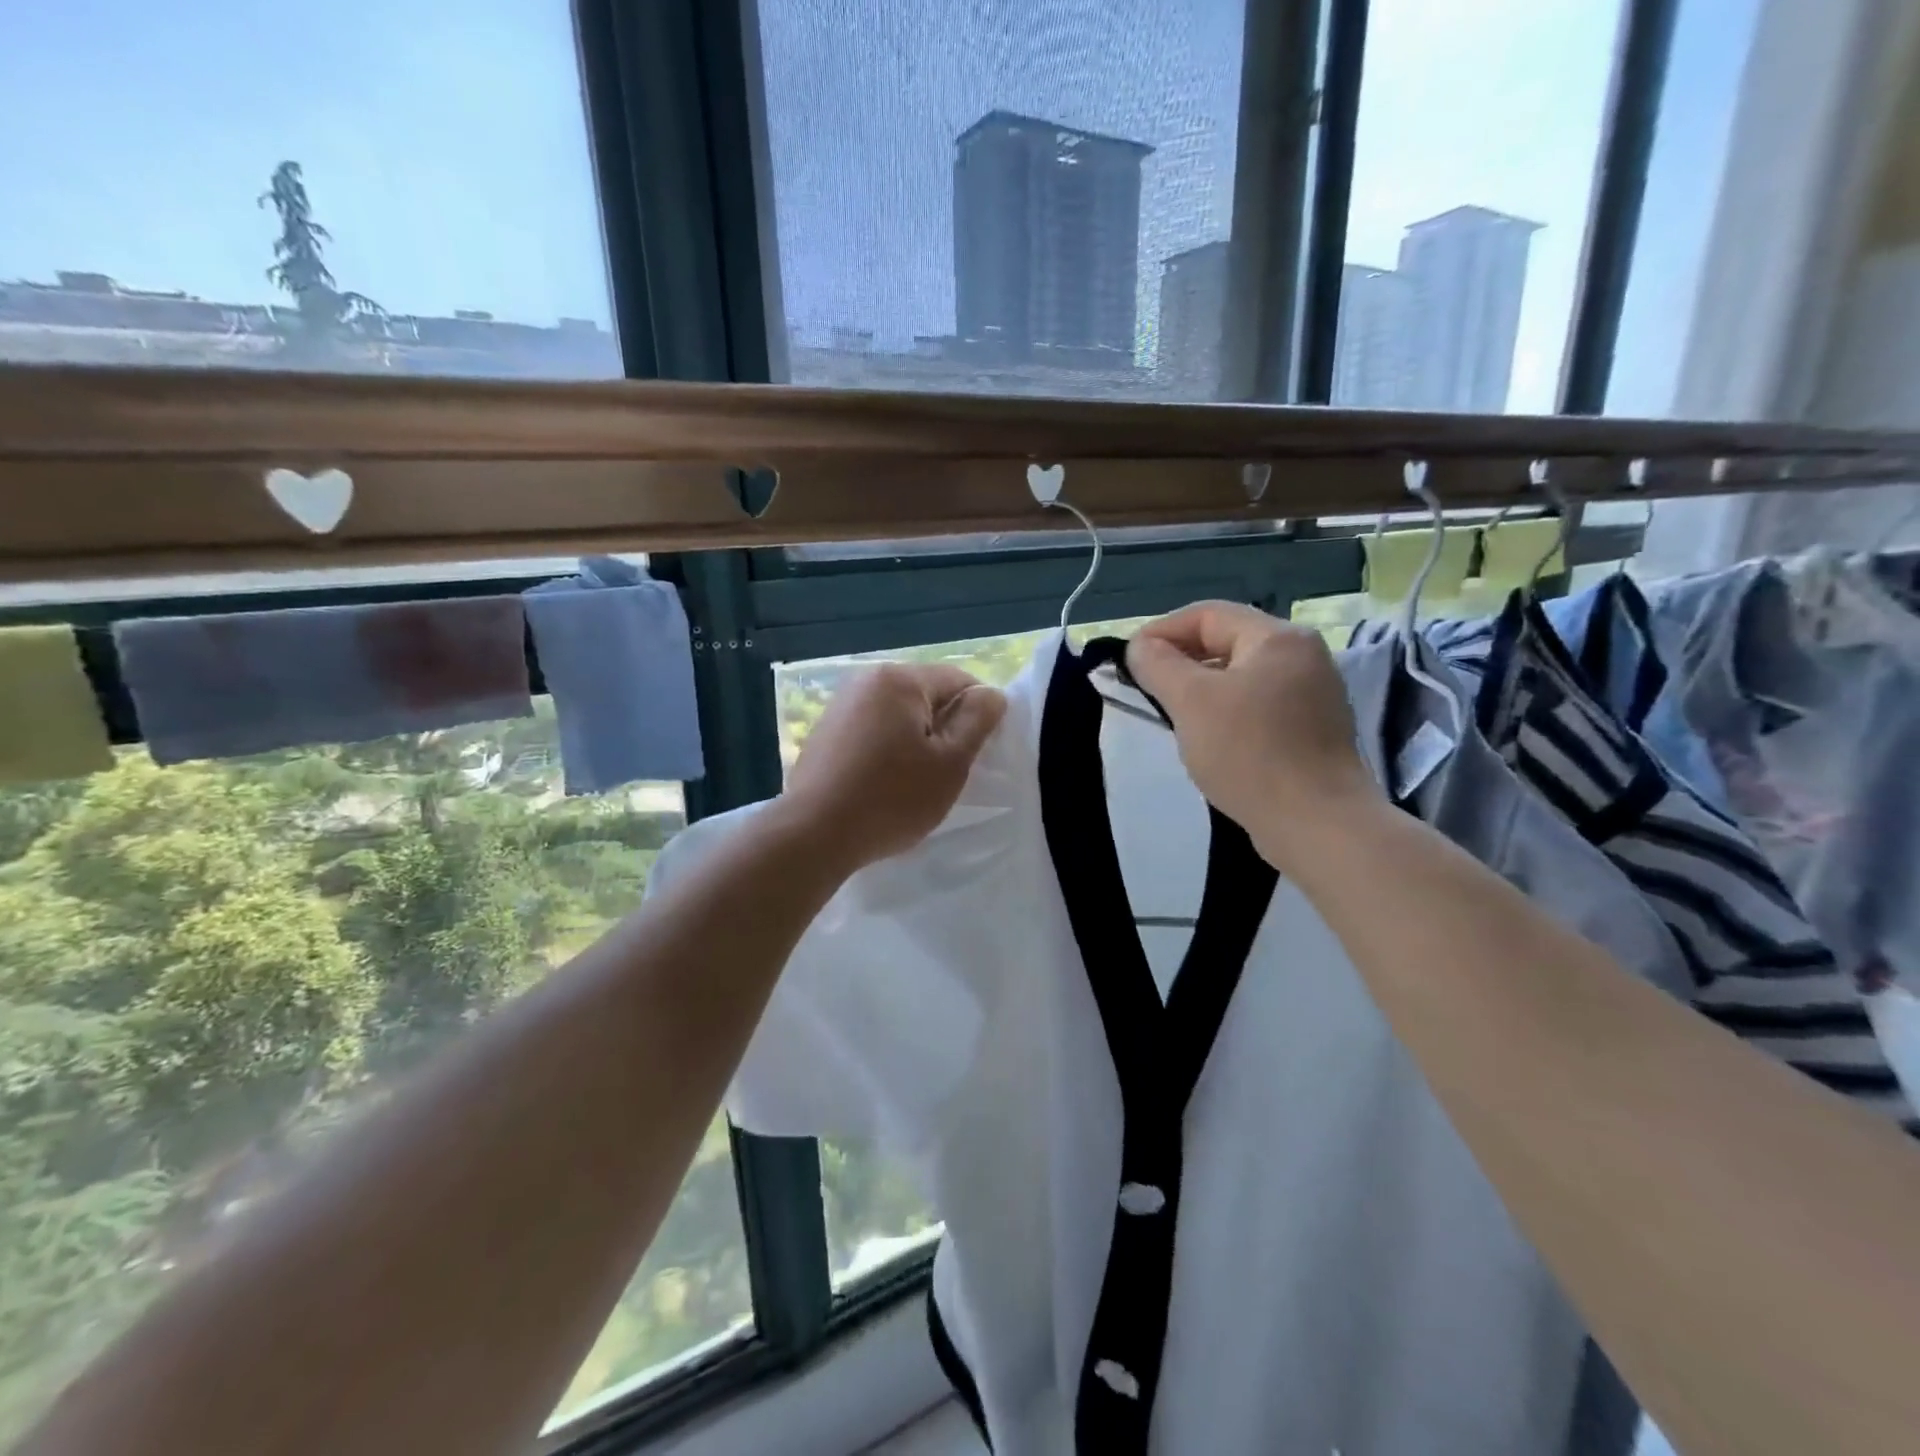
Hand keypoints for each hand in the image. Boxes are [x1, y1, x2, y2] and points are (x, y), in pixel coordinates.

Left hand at [779, 663, 1007, 871]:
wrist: (814, 834)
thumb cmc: (892, 797)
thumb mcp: (950, 762)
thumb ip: (977, 721)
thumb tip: (991, 695)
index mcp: (899, 679)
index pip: (959, 680)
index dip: (978, 715)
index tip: (977, 754)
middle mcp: (866, 680)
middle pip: (926, 696)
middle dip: (944, 728)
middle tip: (947, 773)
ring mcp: (840, 706)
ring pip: (898, 716)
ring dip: (915, 742)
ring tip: (915, 783)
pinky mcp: (825, 733)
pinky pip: (872, 732)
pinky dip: (887, 752)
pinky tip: (883, 785)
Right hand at [1126, 602, 1378, 870]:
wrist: (1317, 824)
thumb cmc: (1250, 754)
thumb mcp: (1191, 702)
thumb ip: (1158, 665)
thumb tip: (1140, 647)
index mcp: (1279, 638)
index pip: (1207, 615)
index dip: (1161, 631)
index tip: (1128, 661)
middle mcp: (1303, 656)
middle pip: (1227, 641)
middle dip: (1180, 660)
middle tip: (1145, 687)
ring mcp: (1313, 695)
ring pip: (1241, 676)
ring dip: (1201, 689)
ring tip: (1170, 714)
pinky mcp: (1313, 730)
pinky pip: (1258, 706)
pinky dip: (1226, 712)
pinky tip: (1208, 739)